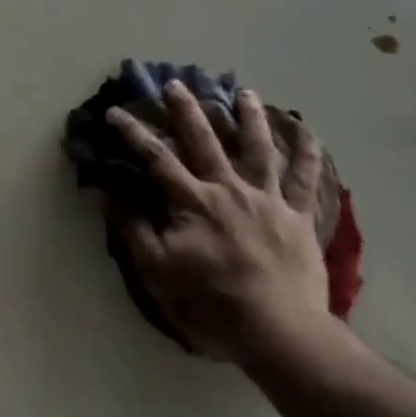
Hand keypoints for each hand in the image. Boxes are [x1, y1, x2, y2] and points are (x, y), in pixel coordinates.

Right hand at [107, 81, 339, 364]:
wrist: (280, 333)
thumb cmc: (213, 306)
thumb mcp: (158, 273)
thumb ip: (133, 230)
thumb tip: (108, 193)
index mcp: (193, 202)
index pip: (156, 159)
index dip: (133, 133)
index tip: (114, 111)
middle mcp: (229, 189)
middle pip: (205, 140)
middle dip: (187, 110)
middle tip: (176, 83)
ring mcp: (267, 199)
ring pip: (258, 147)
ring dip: (249, 117)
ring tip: (245, 92)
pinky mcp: (297, 215)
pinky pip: (304, 178)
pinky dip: (306, 152)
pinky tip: (307, 129)